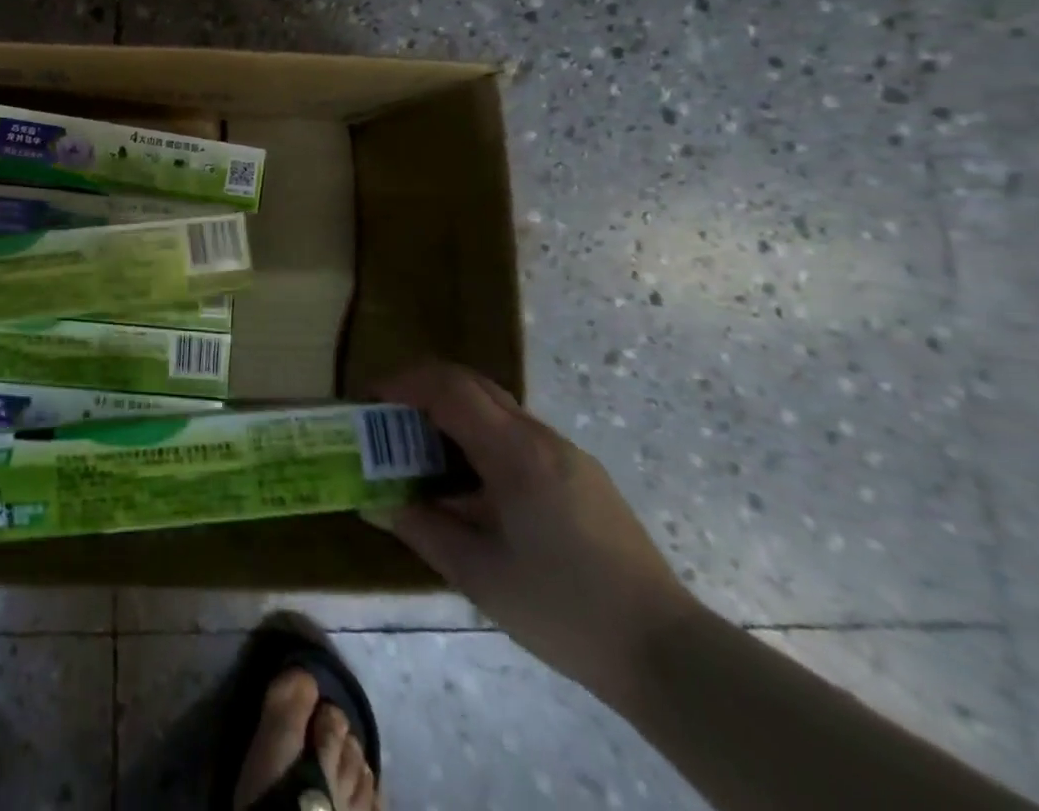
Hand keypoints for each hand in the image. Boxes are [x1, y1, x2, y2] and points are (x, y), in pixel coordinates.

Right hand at [374, 359, 704, 706]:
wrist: (669, 655)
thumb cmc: (563, 609)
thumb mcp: (479, 575)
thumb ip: (422, 528)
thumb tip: (374, 504)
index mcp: (515, 452)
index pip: (449, 387)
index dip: (403, 383)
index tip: (369, 401)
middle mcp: (541, 437)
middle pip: (471, 384)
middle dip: (421, 390)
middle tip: (388, 420)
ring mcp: (567, 454)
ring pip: (495, 408)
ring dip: (451, 414)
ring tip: (422, 455)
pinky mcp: (581, 476)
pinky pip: (517, 434)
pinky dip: (479, 437)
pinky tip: (471, 485)